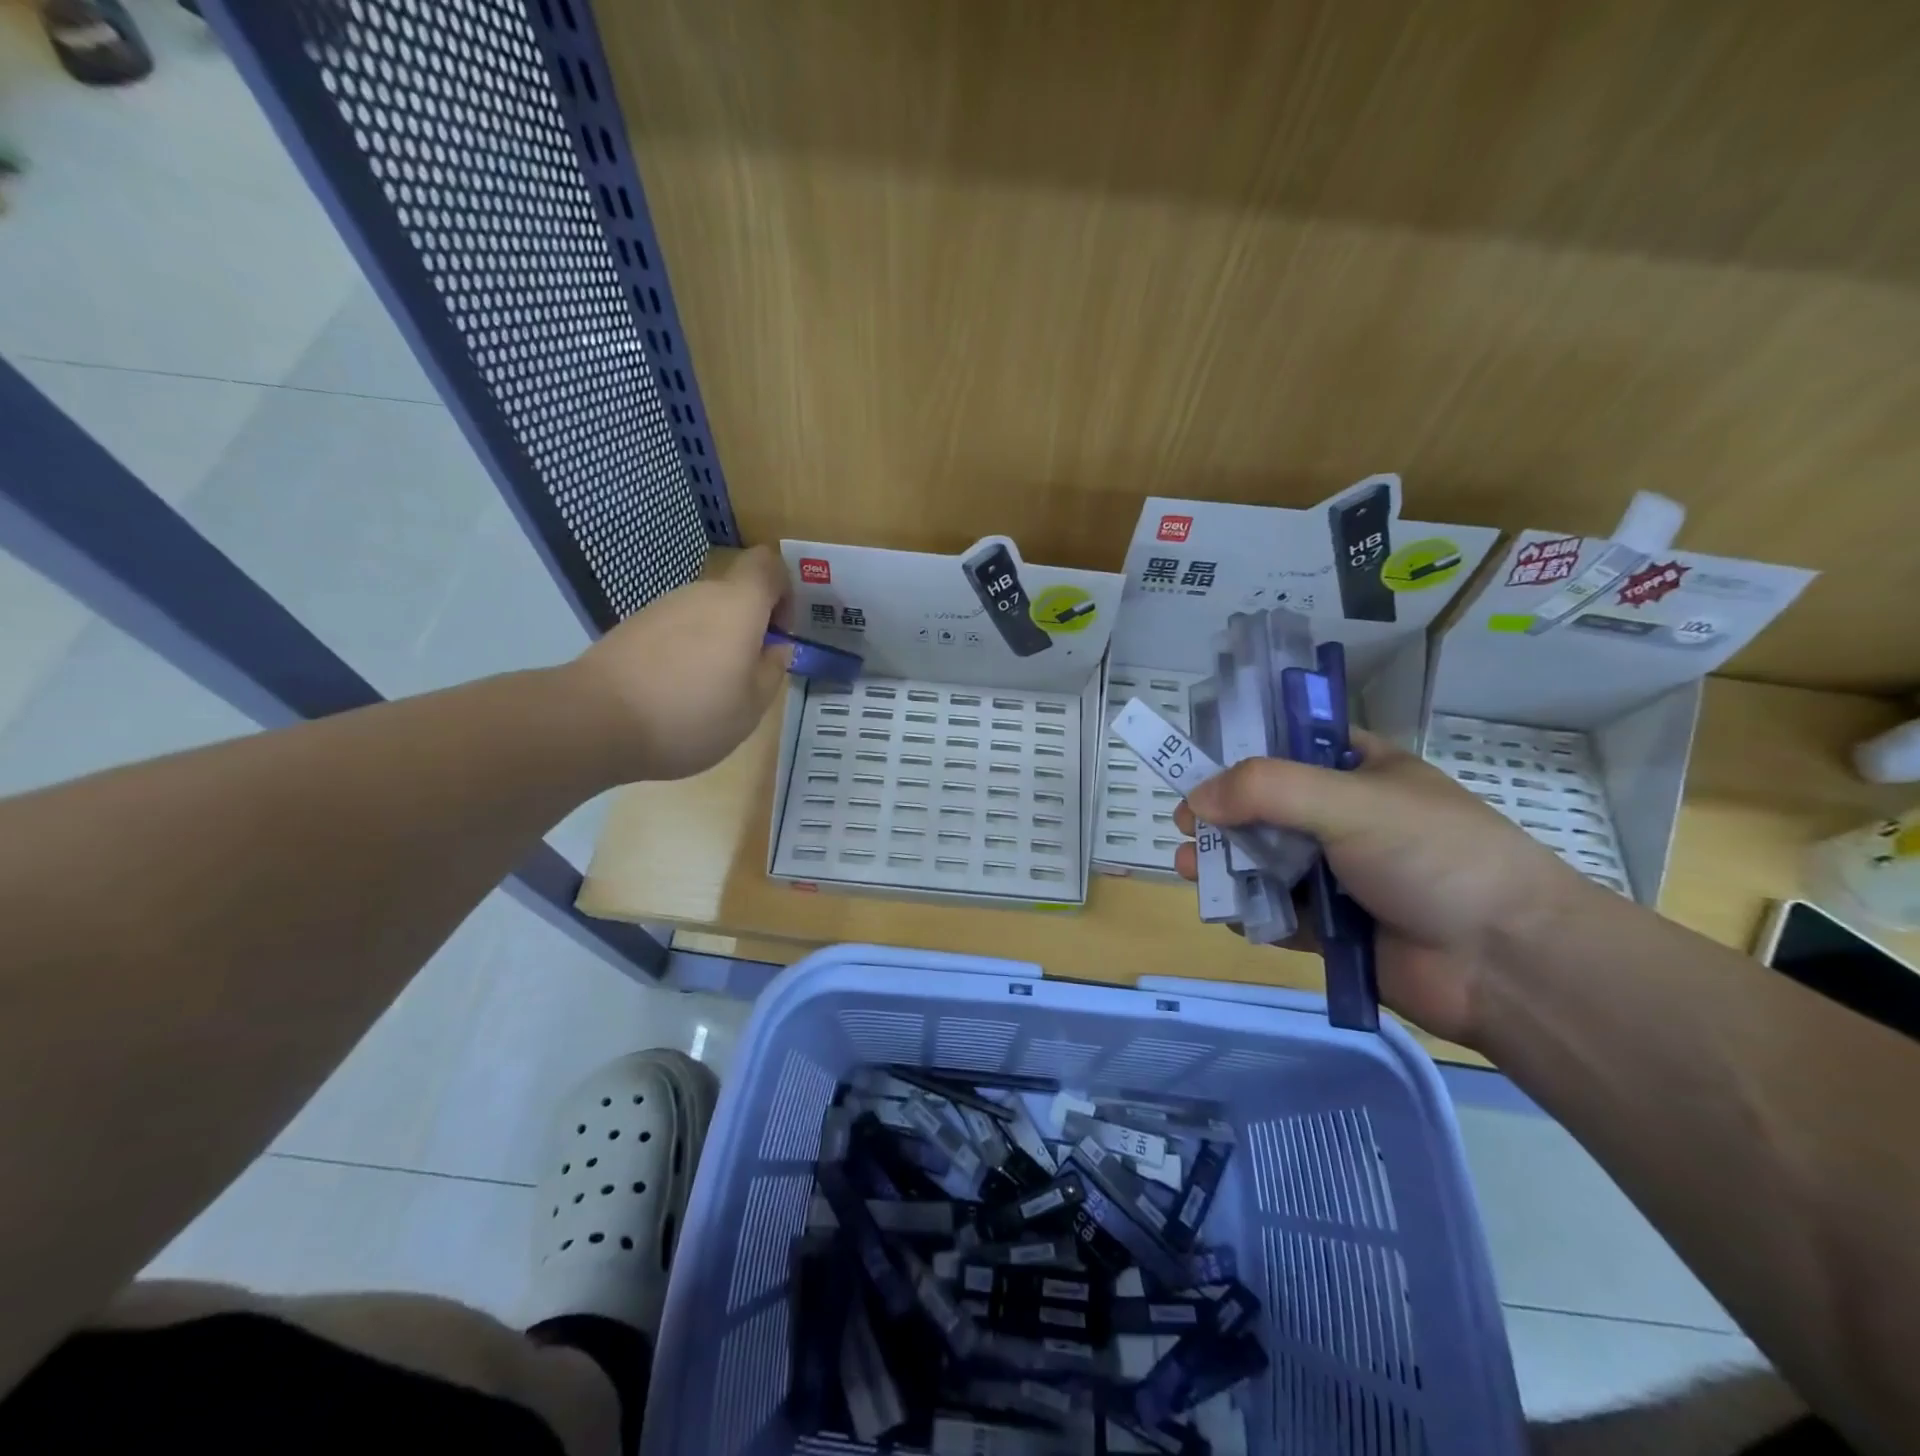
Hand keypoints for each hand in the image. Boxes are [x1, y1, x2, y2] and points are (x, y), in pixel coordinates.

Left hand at [569, 546, 791, 781]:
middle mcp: (699, 594)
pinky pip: (674, 632)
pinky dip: (683, 654)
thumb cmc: (691, 714)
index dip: (784, 589)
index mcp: (738, 606)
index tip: (781, 630)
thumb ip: (772, 671)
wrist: (596, 720)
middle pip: (735, 594)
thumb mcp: (751, 706)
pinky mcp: (632, 627)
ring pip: (704, 615)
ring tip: (708, 692)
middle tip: (748, 675)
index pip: (768, 565)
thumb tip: (776, 648)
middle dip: (749, 627)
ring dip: (715, 643)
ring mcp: (661, 608)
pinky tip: (674, 694)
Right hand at [1173, 731, 1587, 1047]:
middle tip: (1184, 827)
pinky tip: (1229, 913)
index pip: (1290, 746)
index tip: (1198, 767)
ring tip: (1189, 869)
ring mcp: (1339, 876)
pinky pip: (1276, 913)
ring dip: (1225, 864)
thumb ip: (1266, 790)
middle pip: (1265, 808)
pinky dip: (1250, 911)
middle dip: (1221, 817)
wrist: (1508, 965)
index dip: (1241, 753)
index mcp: (1362, 772)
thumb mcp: (1350, 801)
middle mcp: (1346, 819)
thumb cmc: (1434, 857)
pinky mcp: (1332, 930)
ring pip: (1265, 862)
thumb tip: (1195, 800)